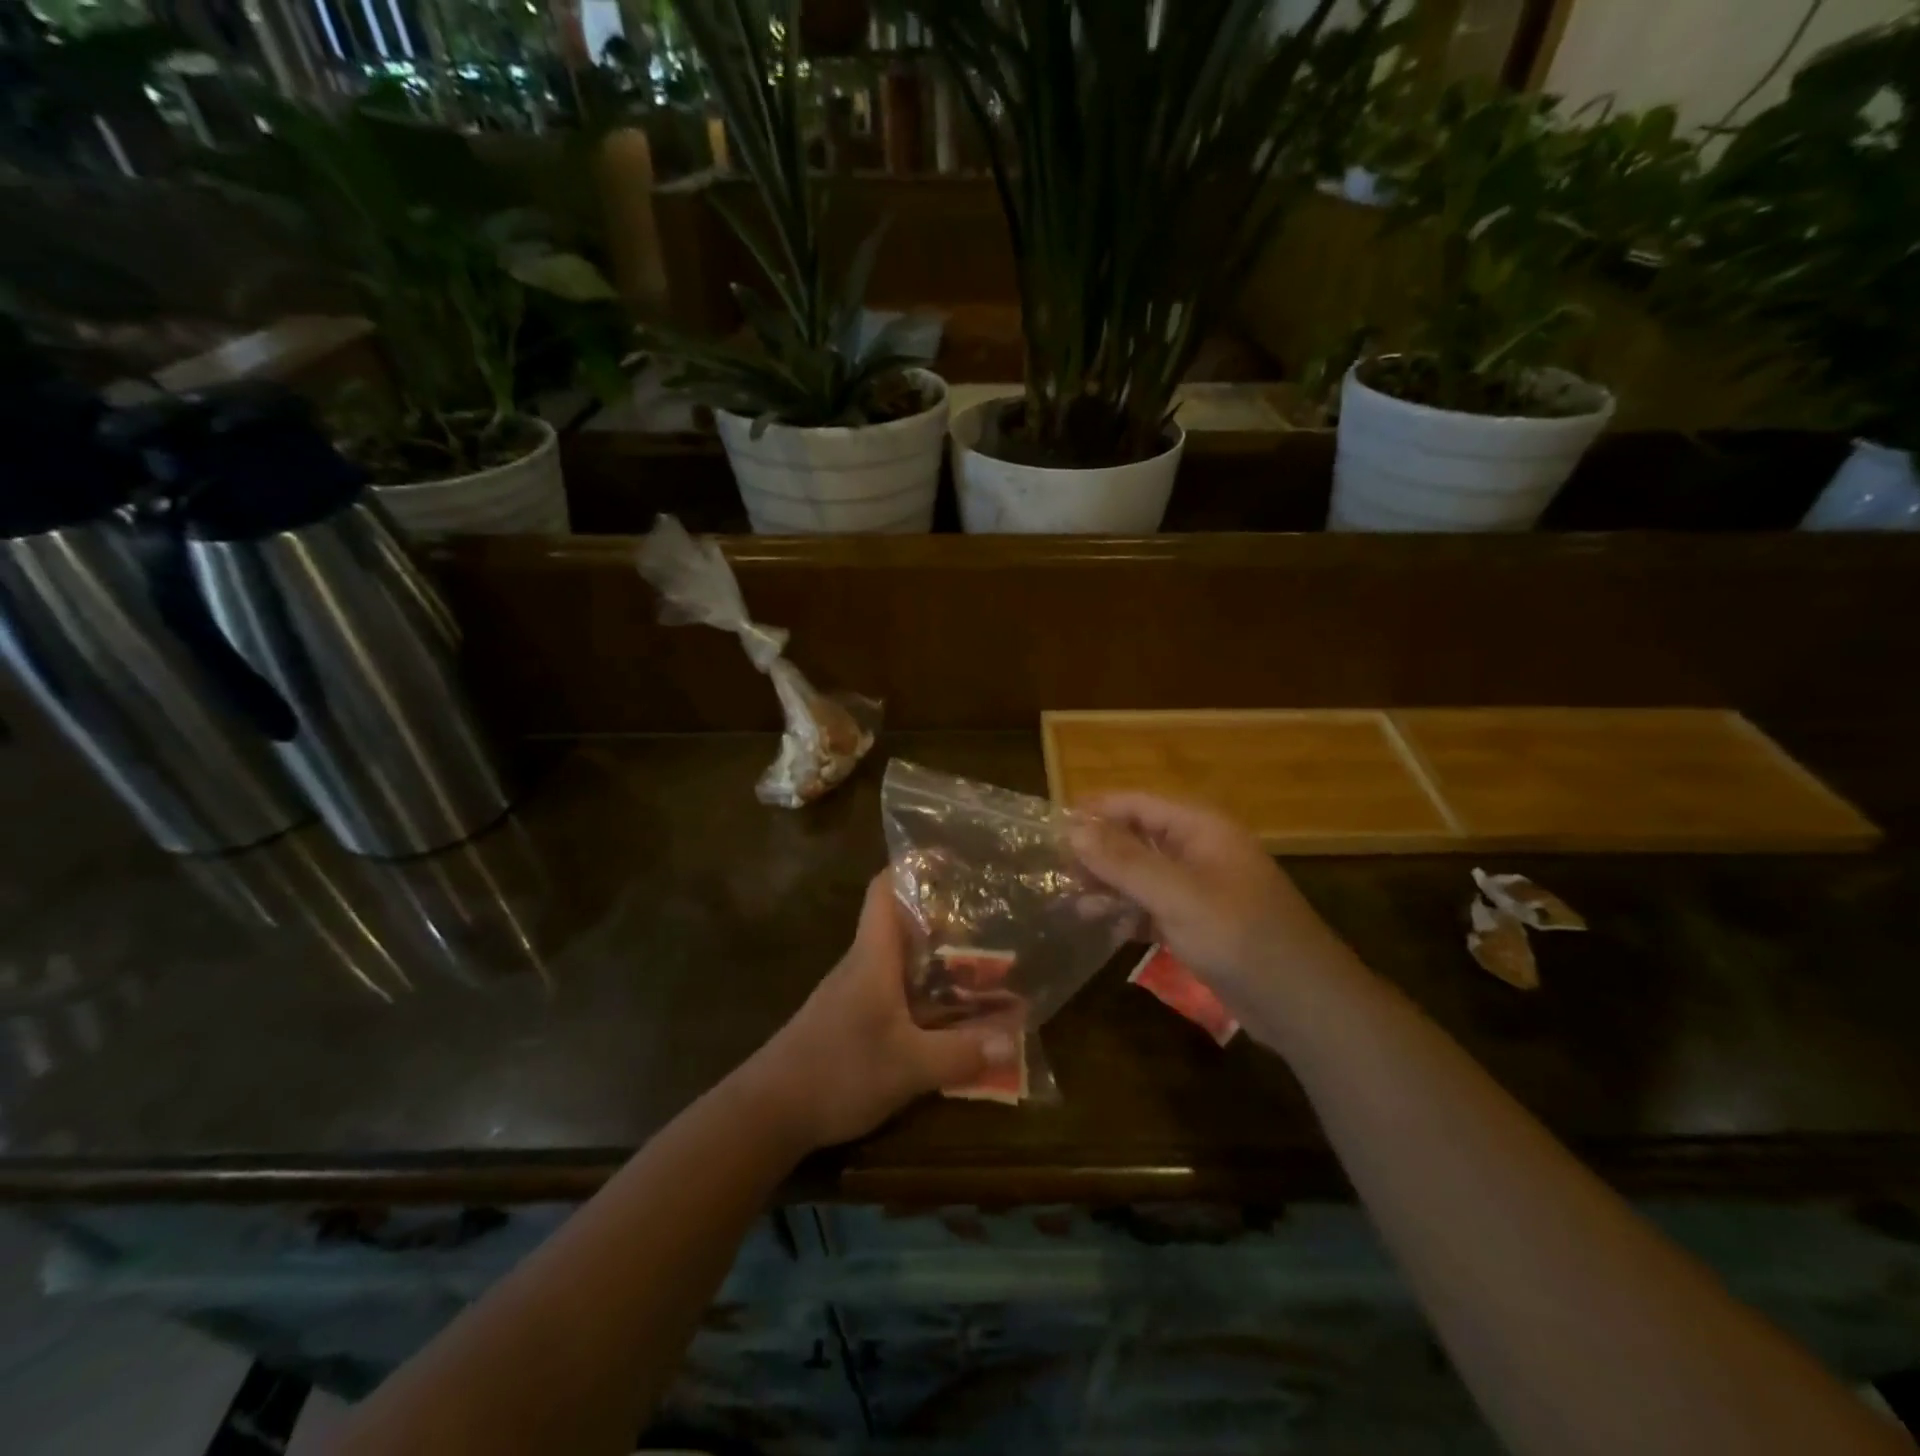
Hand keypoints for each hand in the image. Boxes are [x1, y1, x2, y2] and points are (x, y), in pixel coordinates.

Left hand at [740, 872, 1018, 1151]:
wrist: (767, 1113)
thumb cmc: (837, 1071)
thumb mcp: (907, 1067)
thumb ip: (960, 1054)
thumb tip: (1013, 1042)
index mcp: (873, 956)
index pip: (885, 890)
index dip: (913, 866)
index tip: (951, 859)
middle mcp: (864, 965)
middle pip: (902, 923)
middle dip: (944, 917)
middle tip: (990, 918)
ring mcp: (856, 994)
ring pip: (902, 960)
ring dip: (939, 959)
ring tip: (985, 962)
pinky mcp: (853, 1021)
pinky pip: (897, 992)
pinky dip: (926, 993)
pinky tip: (952, 1014)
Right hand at [1069, 793, 1354, 1008]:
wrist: (1302, 1002)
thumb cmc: (1240, 936)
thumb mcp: (1177, 894)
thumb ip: (1124, 861)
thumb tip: (1072, 829)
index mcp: (1200, 828)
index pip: (1137, 803)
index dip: (1095, 811)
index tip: (1051, 827)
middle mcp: (1198, 849)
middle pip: (1136, 836)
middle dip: (1097, 851)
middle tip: (1056, 871)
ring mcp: (1198, 887)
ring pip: (1141, 873)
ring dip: (1108, 883)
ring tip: (1070, 901)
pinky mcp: (1197, 922)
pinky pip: (1152, 905)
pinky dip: (1127, 911)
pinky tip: (1100, 925)